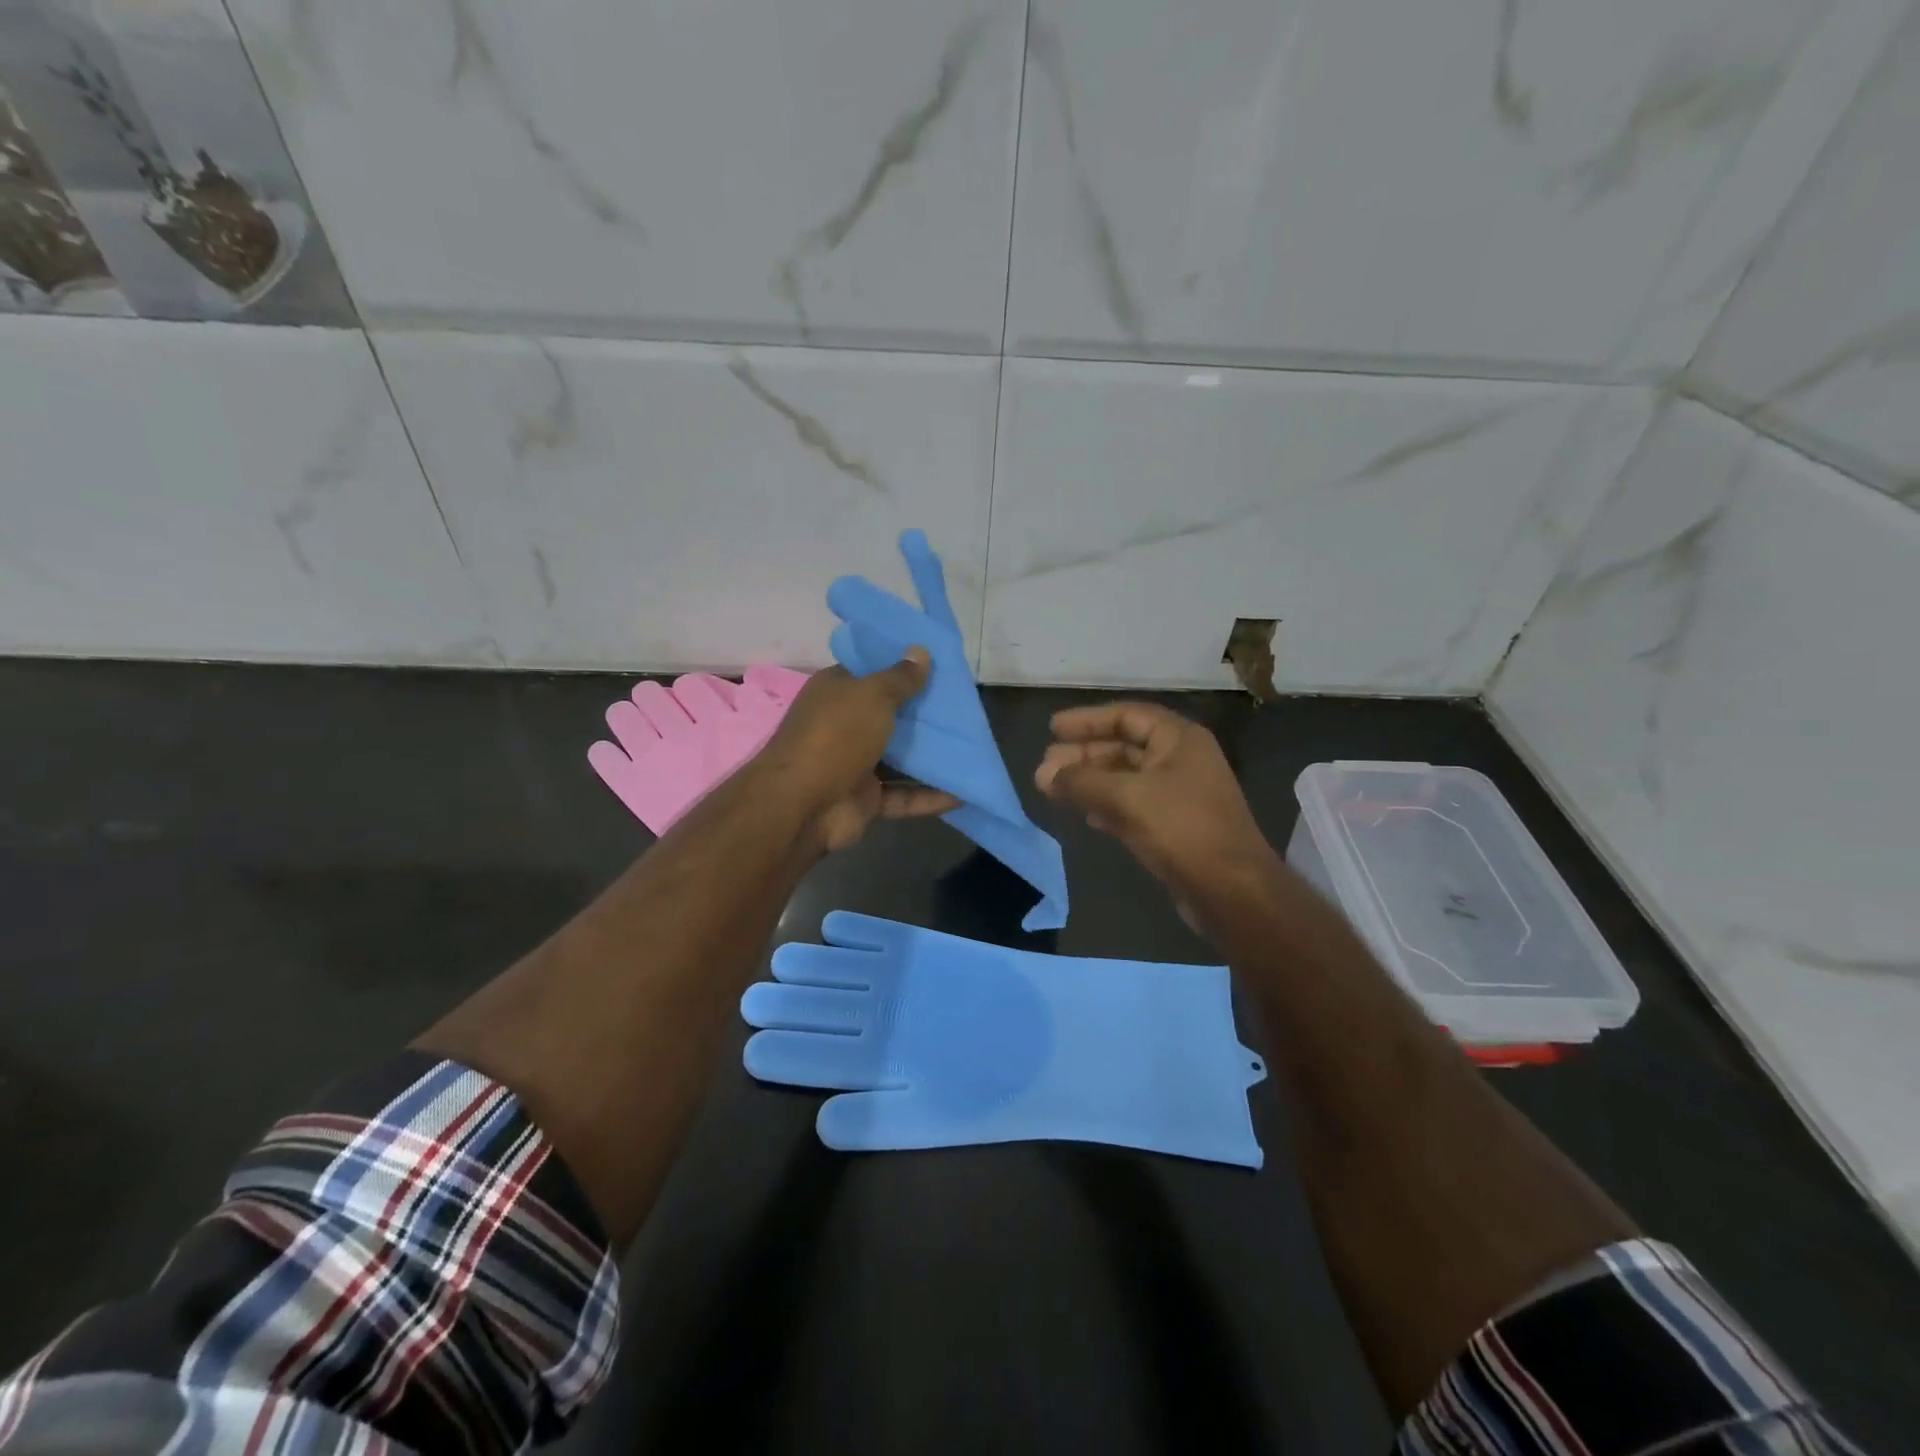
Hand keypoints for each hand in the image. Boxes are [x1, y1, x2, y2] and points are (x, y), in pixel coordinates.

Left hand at [751, 648, 959, 852]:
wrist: (802, 805)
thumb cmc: (835, 736)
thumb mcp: (872, 695)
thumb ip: (900, 677)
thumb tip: (920, 651)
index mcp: (837, 691)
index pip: (871, 672)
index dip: (902, 667)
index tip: (939, 666)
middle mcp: (844, 725)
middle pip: (890, 715)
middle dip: (925, 713)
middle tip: (966, 707)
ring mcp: (854, 764)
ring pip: (899, 758)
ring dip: (931, 757)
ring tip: (972, 749)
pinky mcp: (866, 799)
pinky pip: (903, 795)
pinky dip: (929, 796)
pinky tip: (962, 794)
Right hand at [1035, 703, 1275, 896]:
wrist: (1231, 890)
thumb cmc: (1181, 829)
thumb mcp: (1126, 798)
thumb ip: (1081, 782)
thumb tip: (1043, 774)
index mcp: (1179, 739)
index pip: (1126, 715)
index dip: (1087, 720)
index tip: (1052, 728)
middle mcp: (1182, 760)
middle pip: (1124, 746)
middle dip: (1083, 755)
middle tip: (1045, 766)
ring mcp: (1180, 794)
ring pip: (1126, 778)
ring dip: (1090, 781)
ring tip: (1053, 789)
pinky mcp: (1175, 826)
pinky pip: (1133, 805)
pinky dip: (1107, 805)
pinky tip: (1085, 815)